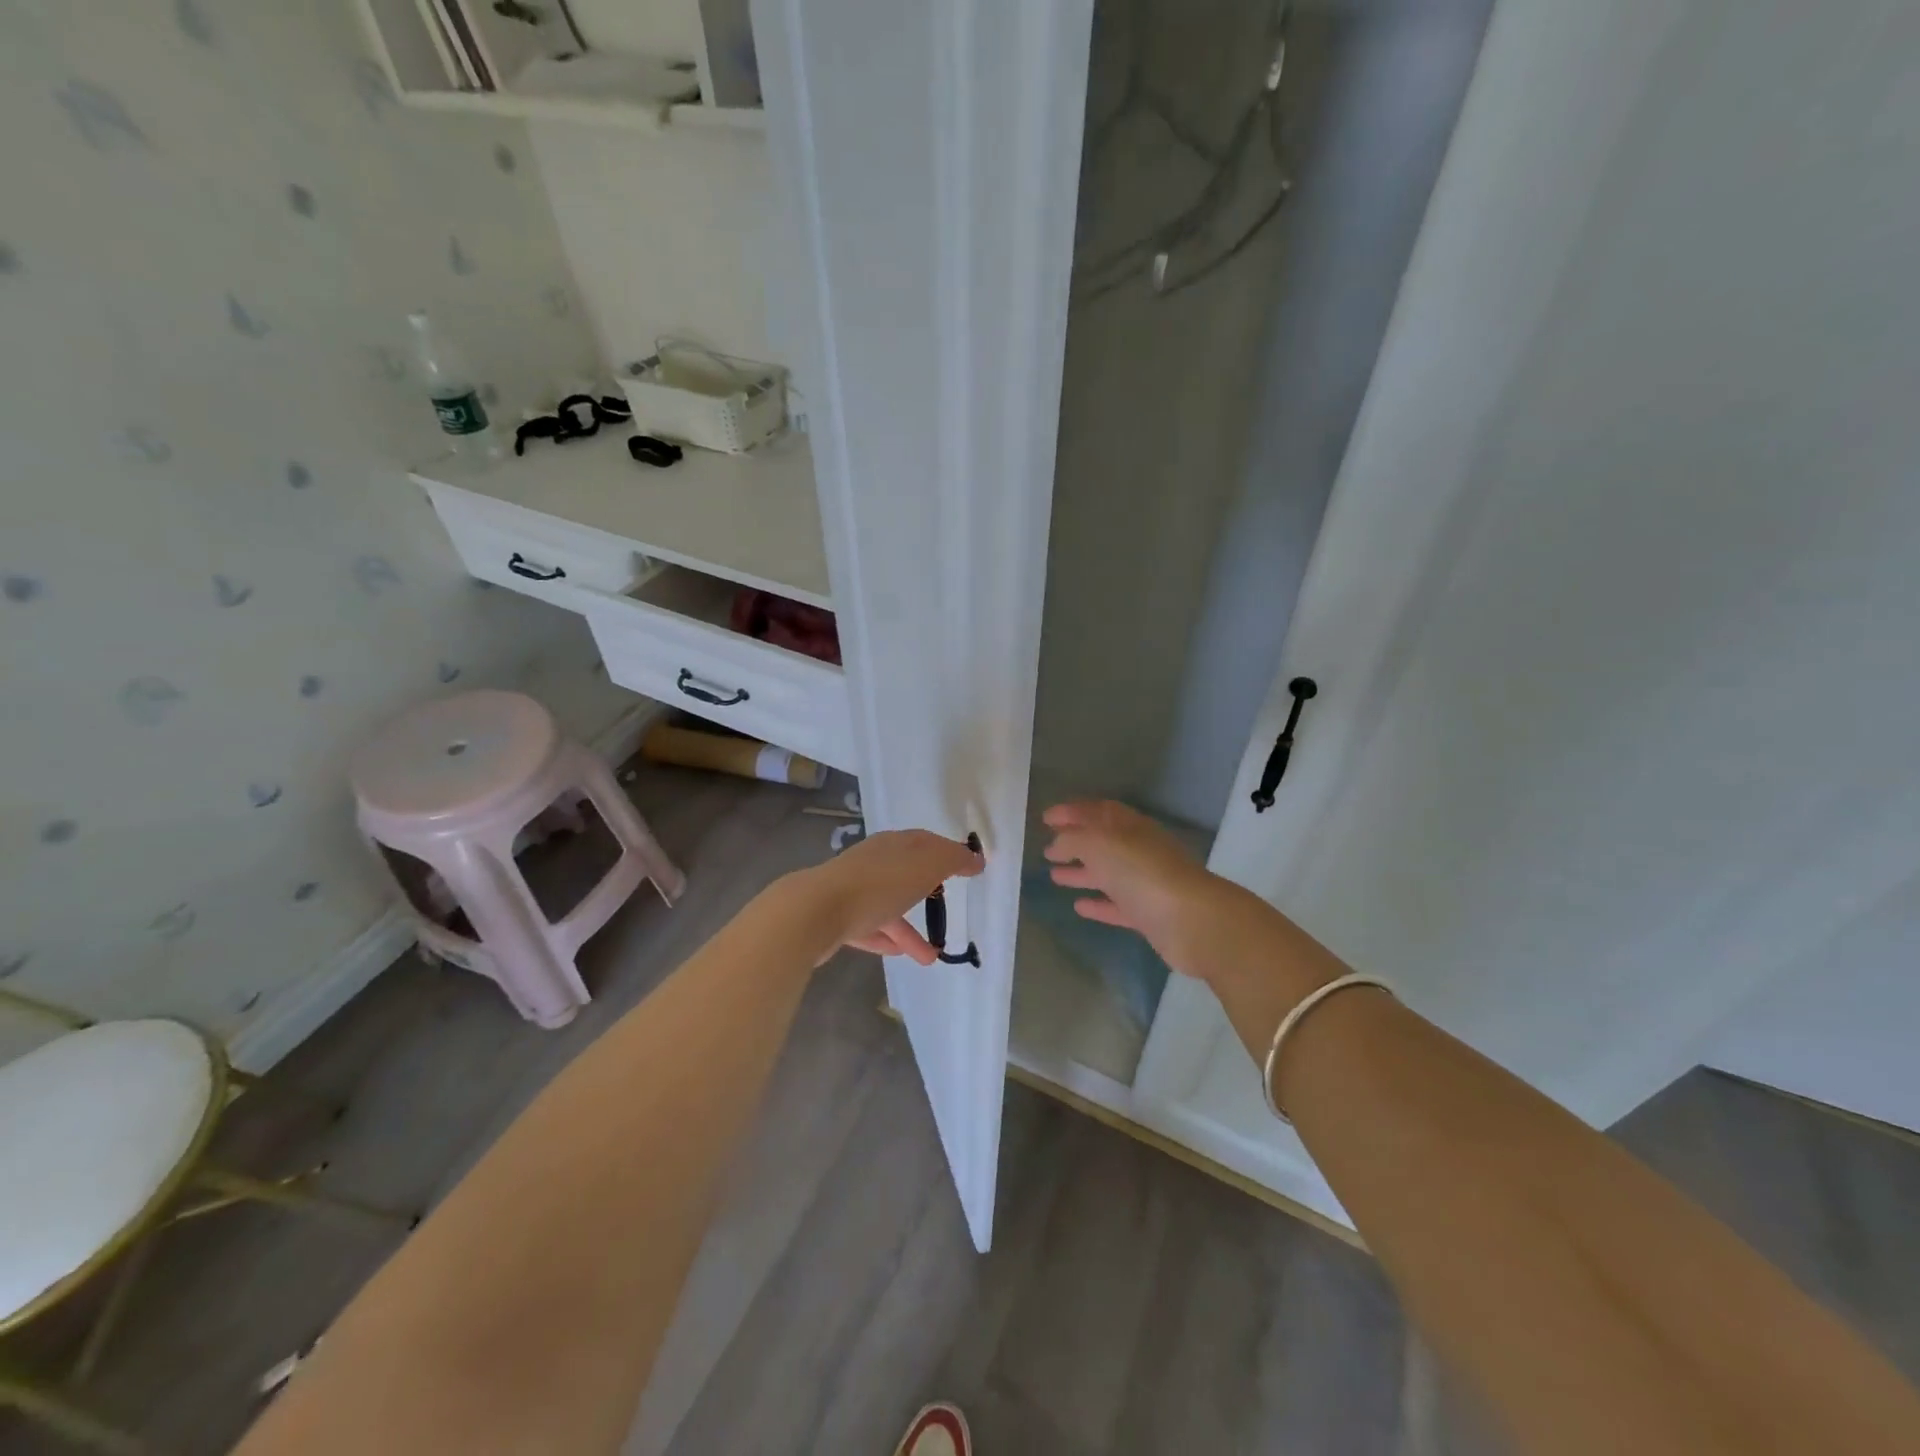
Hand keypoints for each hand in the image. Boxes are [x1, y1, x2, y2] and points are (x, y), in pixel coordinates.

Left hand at [791, 829, 984, 964]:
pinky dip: (887, 938)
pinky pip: (869, 928)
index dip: (949, 853)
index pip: (926, 842)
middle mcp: (873, 862)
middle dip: (928, 890)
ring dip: (910, 929)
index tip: (969, 868)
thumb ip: (953, 860)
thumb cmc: (878, 884)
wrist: (815, 911)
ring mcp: (853, 890)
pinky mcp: (837, 918)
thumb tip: (975, 857)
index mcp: (894, 845)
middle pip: (906, 874)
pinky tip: (901, 955)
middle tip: (948, 905)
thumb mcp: (925, 866)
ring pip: (889, 907)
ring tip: (932, 957)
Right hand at [1040, 801, 1213, 965]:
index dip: (1072, 811)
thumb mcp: (1099, 844)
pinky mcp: (1149, 915)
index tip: (1045, 818)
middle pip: (1103, 841)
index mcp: (1130, 826)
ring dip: (1082, 872)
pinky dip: (1098, 904)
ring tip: (1054, 876)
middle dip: (1075, 842)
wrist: (1192, 921)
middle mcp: (1139, 850)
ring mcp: (1145, 883)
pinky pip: (1117, 905)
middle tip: (1047, 848)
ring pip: (1108, 873)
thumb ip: (1073, 839)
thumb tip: (1057, 843)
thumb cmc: (1142, 872)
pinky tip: (1078, 906)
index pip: (1097, 811)